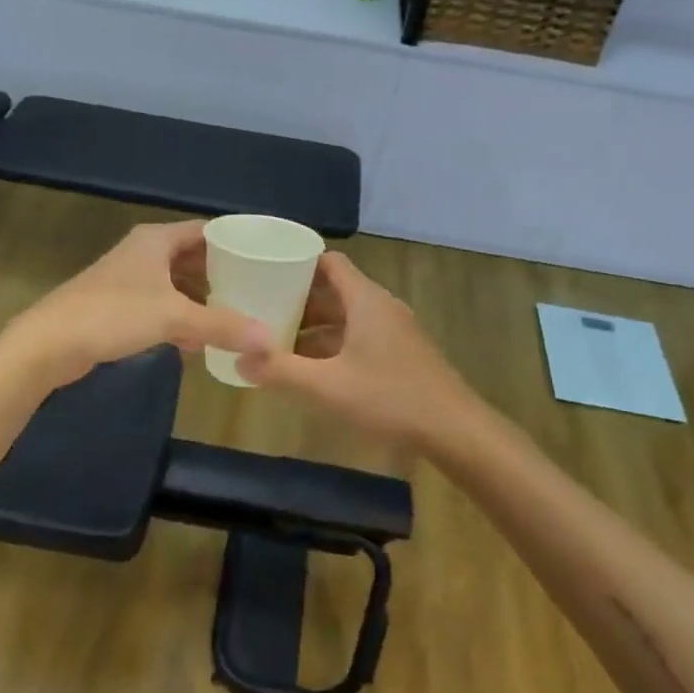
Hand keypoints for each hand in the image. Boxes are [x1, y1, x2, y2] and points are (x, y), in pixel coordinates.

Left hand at [2, 221, 271, 387]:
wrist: (49, 343)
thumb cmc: (113, 315)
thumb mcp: (174, 317)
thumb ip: (222, 326)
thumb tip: (269, 340)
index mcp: (157, 240)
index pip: (207, 231)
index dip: (236, 242)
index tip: (265, 257)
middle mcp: (144, 252)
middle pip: (193, 257)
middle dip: (222, 274)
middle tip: (256, 290)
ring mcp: (129, 279)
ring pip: (176, 283)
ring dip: (201, 299)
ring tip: (234, 315)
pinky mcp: (118, 305)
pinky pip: (161, 305)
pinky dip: (180, 317)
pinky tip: (197, 341)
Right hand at [237, 252, 478, 450]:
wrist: (454, 430)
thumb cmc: (389, 398)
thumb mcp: (327, 387)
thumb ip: (281, 371)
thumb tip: (238, 359)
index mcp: (366, 300)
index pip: (329, 262)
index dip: (297, 263)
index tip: (266, 272)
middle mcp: (381, 307)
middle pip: (335, 290)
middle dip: (299, 299)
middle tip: (262, 310)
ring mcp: (395, 331)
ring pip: (347, 317)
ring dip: (316, 326)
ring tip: (280, 341)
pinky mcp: (402, 354)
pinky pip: (360, 336)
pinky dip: (335, 344)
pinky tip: (314, 370)